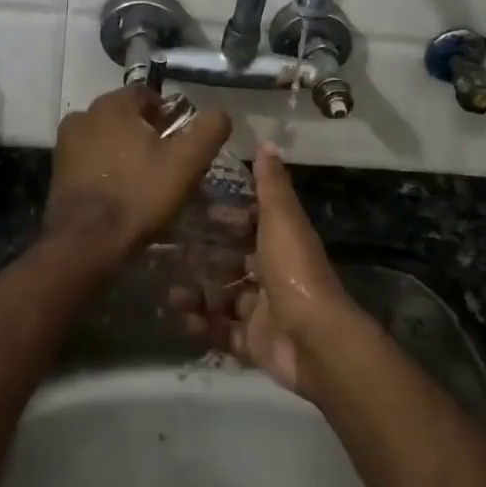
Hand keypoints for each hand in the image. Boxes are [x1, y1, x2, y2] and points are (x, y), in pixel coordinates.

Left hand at [43, 84, 232, 265]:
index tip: (180, 143)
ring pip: (107, 139)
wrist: (86, 243)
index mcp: (112, 104)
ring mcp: (65, 144)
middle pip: (125, 116)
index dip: (168, 117)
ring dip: (125, 153)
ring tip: (143, 182)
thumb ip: (208, 130)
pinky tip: (120, 194)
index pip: (147, 95)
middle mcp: (83, 115)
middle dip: (146, 135)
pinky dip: (106, 170)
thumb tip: (220, 112)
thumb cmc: (139, 195)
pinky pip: (90, 160)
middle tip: (166, 165)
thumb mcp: (186, 162)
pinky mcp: (57, 171)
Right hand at [172, 142, 354, 396]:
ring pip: (224, 299)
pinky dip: (203, 326)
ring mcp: (264, 313)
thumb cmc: (294, 271)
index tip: (195, 211)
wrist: (315, 340)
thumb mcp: (281, 219)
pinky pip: (223, 333)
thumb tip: (267, 142)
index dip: (227, 219)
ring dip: (198, 294)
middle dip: (204, 259)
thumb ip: (271, 185)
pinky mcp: (255, 344)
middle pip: (233, 264)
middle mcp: (273, 276)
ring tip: (172, 292)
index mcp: (281, 245)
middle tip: (170, 253)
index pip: (251, 226)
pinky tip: (182, 318)